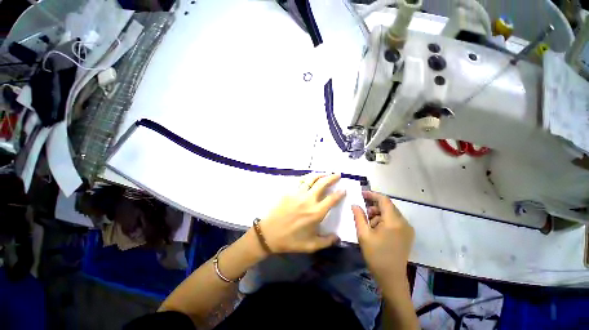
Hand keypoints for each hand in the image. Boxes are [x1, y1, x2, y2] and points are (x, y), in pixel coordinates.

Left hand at [258, 173, 344, 253]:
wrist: (269, 234)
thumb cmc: (291, 240)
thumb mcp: (311, 245)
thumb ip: (327, 241)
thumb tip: (338, 237)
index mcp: (316, 212)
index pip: (332, 199)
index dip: (339, 193)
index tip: (343, 189)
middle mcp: (309, 200)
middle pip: (322, 184)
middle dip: (331, 177)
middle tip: (337, 174)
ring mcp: (298, 194)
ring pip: (311, 179)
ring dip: (319, 175)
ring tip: (325, 173)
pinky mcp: (289, 192)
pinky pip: (300, 181)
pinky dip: (307, 178)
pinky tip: (309, 178)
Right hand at [352, 191, 413, 282]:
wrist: (391, 278)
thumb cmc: (376, 255)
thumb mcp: (363, 234)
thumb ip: (359, 216)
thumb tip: (355, 204)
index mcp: (394, 222)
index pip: (384, 200)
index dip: (372, 195)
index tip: (361, 194)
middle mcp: (404, 222)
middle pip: (388, 206)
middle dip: (374, 207)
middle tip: (363, 214)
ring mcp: (407, 229)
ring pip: (390, 213)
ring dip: (378, 215)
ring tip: (369, 225)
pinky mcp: (407, 234)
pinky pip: (394, 221)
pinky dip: (384, 220)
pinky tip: (377, 230)